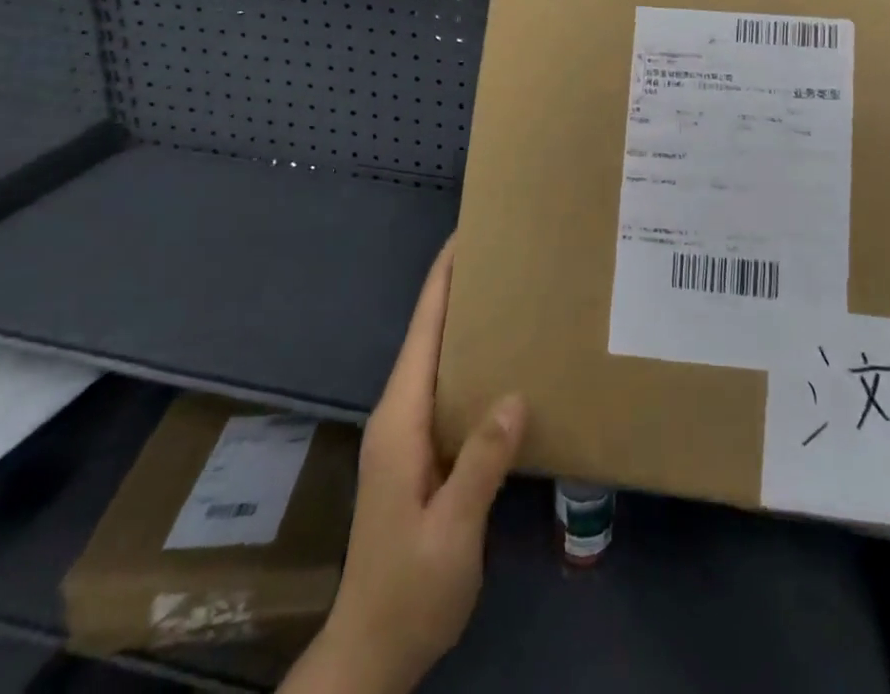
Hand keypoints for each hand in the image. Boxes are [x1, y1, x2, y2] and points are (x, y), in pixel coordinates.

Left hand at [283, 239, 526, 693]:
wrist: (373, 652)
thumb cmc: (409, 589)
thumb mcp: (450, 532)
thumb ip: (480, 463)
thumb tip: (516, 396)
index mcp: (399, 421)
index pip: (423, 333)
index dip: (441, 282)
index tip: (465, 237)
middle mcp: (399, 415)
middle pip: (429, 336)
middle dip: (459, 290)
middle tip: (505, 256)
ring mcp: (408, 435)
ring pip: (439, 360)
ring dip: (467, 323)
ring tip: (512, 293)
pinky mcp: (421, 452)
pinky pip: (450, 389)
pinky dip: (474, 361)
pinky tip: (505, 361)